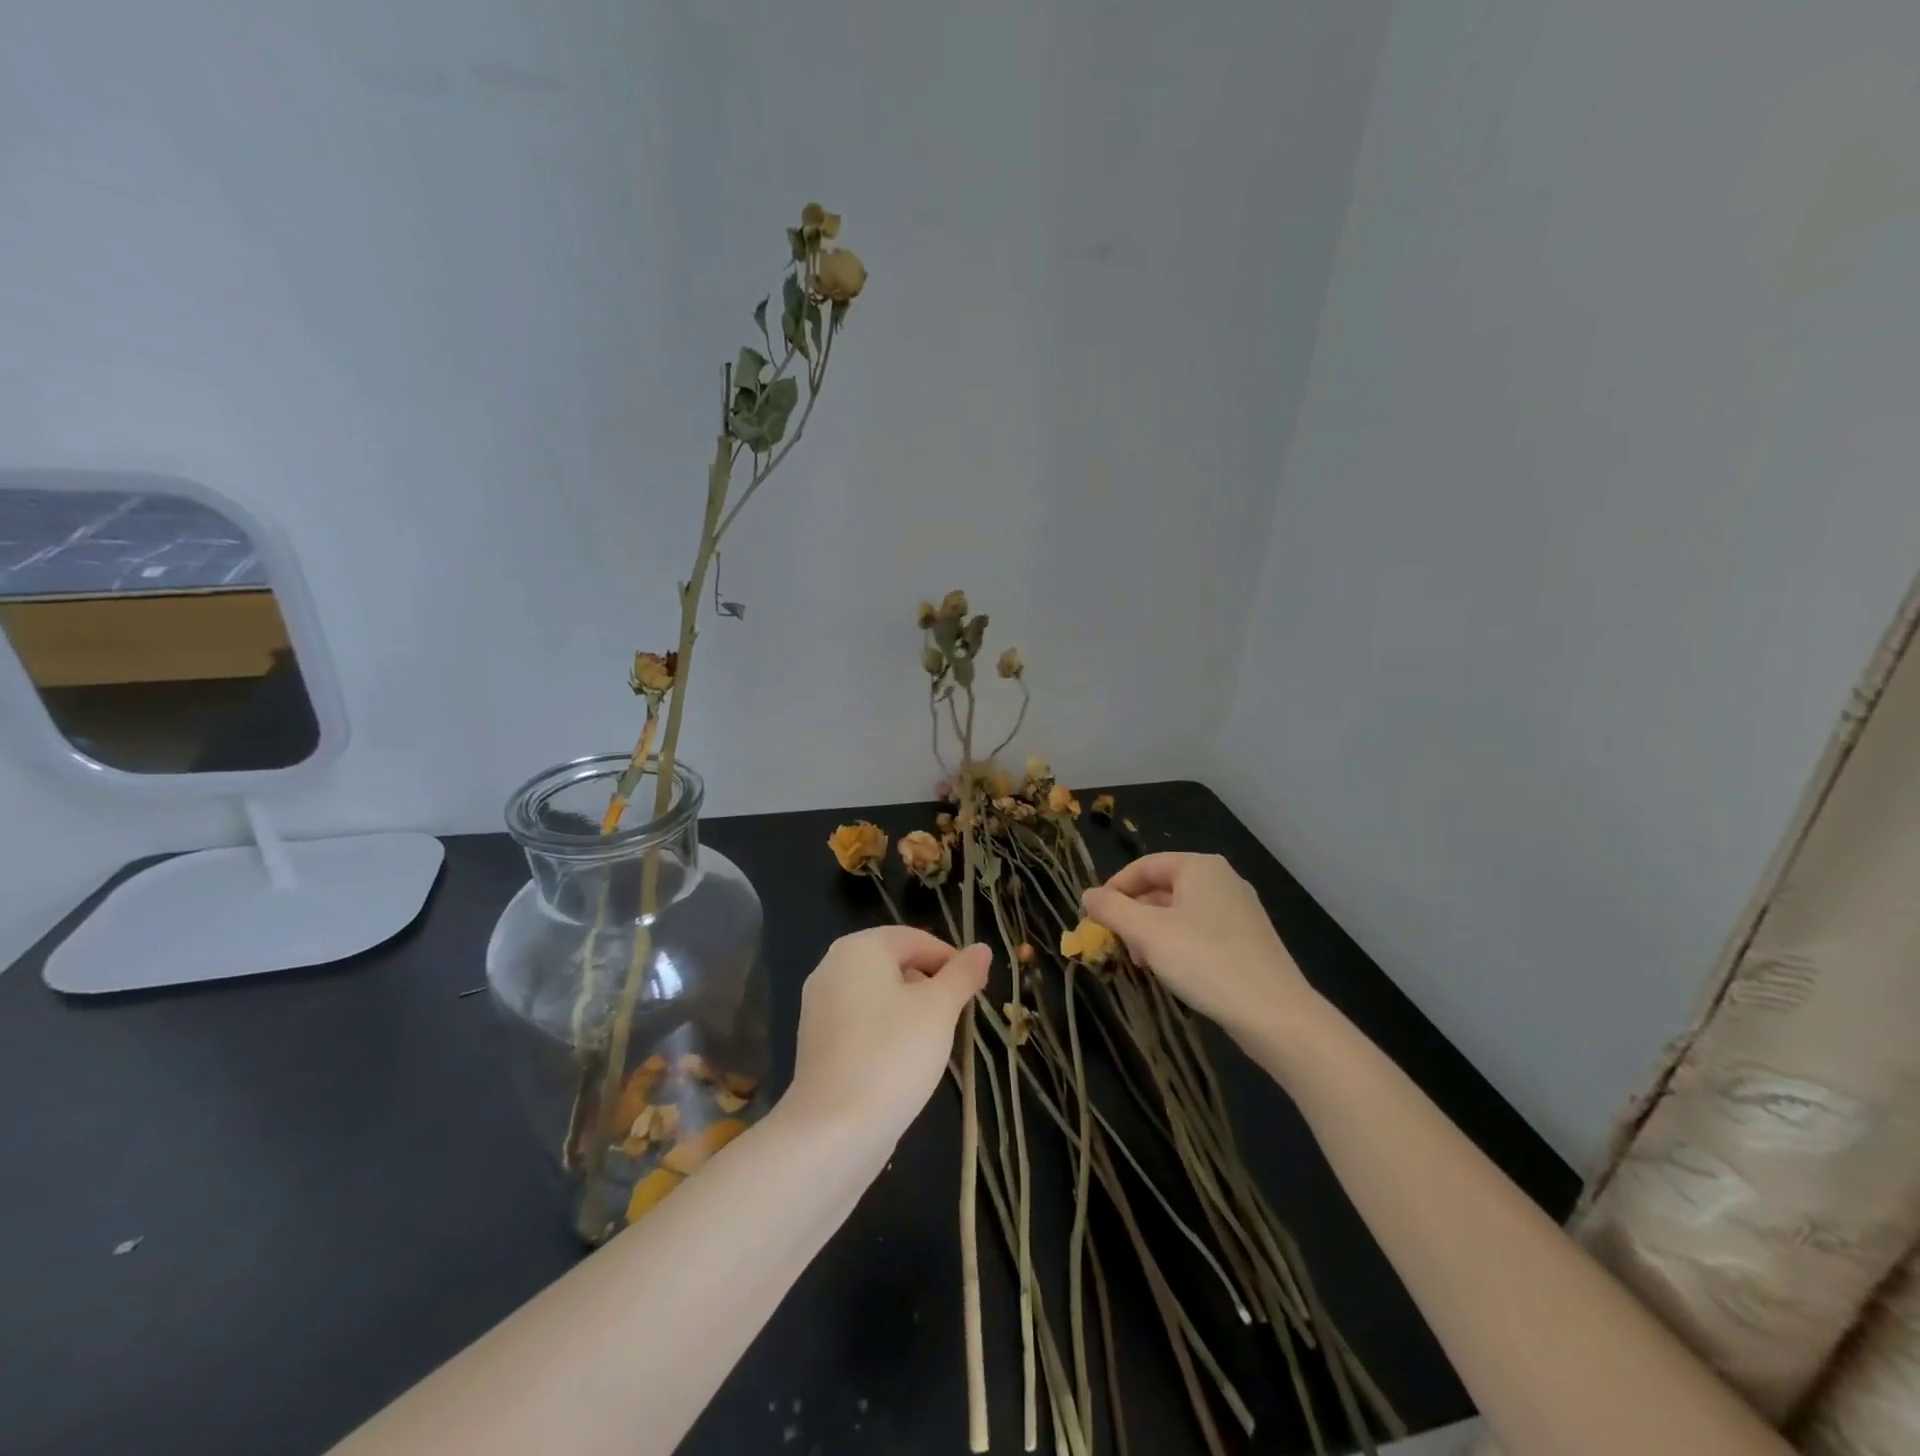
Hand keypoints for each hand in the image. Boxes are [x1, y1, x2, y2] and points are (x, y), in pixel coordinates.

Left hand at [784, 926, 990, 1147]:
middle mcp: (832, 966)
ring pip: (879, 995)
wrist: (833, 1130)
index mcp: (859, 948)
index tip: (976, 992)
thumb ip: (962, 974)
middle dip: (930, 986)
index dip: (952, 961)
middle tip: (957, 1019)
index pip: (916, 939)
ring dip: (910, 1011)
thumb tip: (981, 949)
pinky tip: (902, 1063)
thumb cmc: (893, 1055)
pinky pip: (861, 1022)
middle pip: (895, 964)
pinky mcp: (816, 1041)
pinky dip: (886, 1032)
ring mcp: (819, 1005)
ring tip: (933, 1043)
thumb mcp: (939, 1009)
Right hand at [1083, 853, 1315, 1040]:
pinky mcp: (1248, 939)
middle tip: (1116, 944)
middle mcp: (1221, 879)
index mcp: (1199, 867)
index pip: (1143, 866)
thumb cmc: (1205, 962)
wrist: (1275, 1014)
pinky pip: (1200, 930)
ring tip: (1142, 963)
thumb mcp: (1147, 933)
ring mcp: (1239, 909)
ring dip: (1153, 933)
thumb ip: (1112, 909)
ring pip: (1180, 912)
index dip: (1113, 889)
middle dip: (1134, 915)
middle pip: (1161, 888)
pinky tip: (1172, 972)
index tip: (1094, 918)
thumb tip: (1088, 895)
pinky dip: (1178, 944)